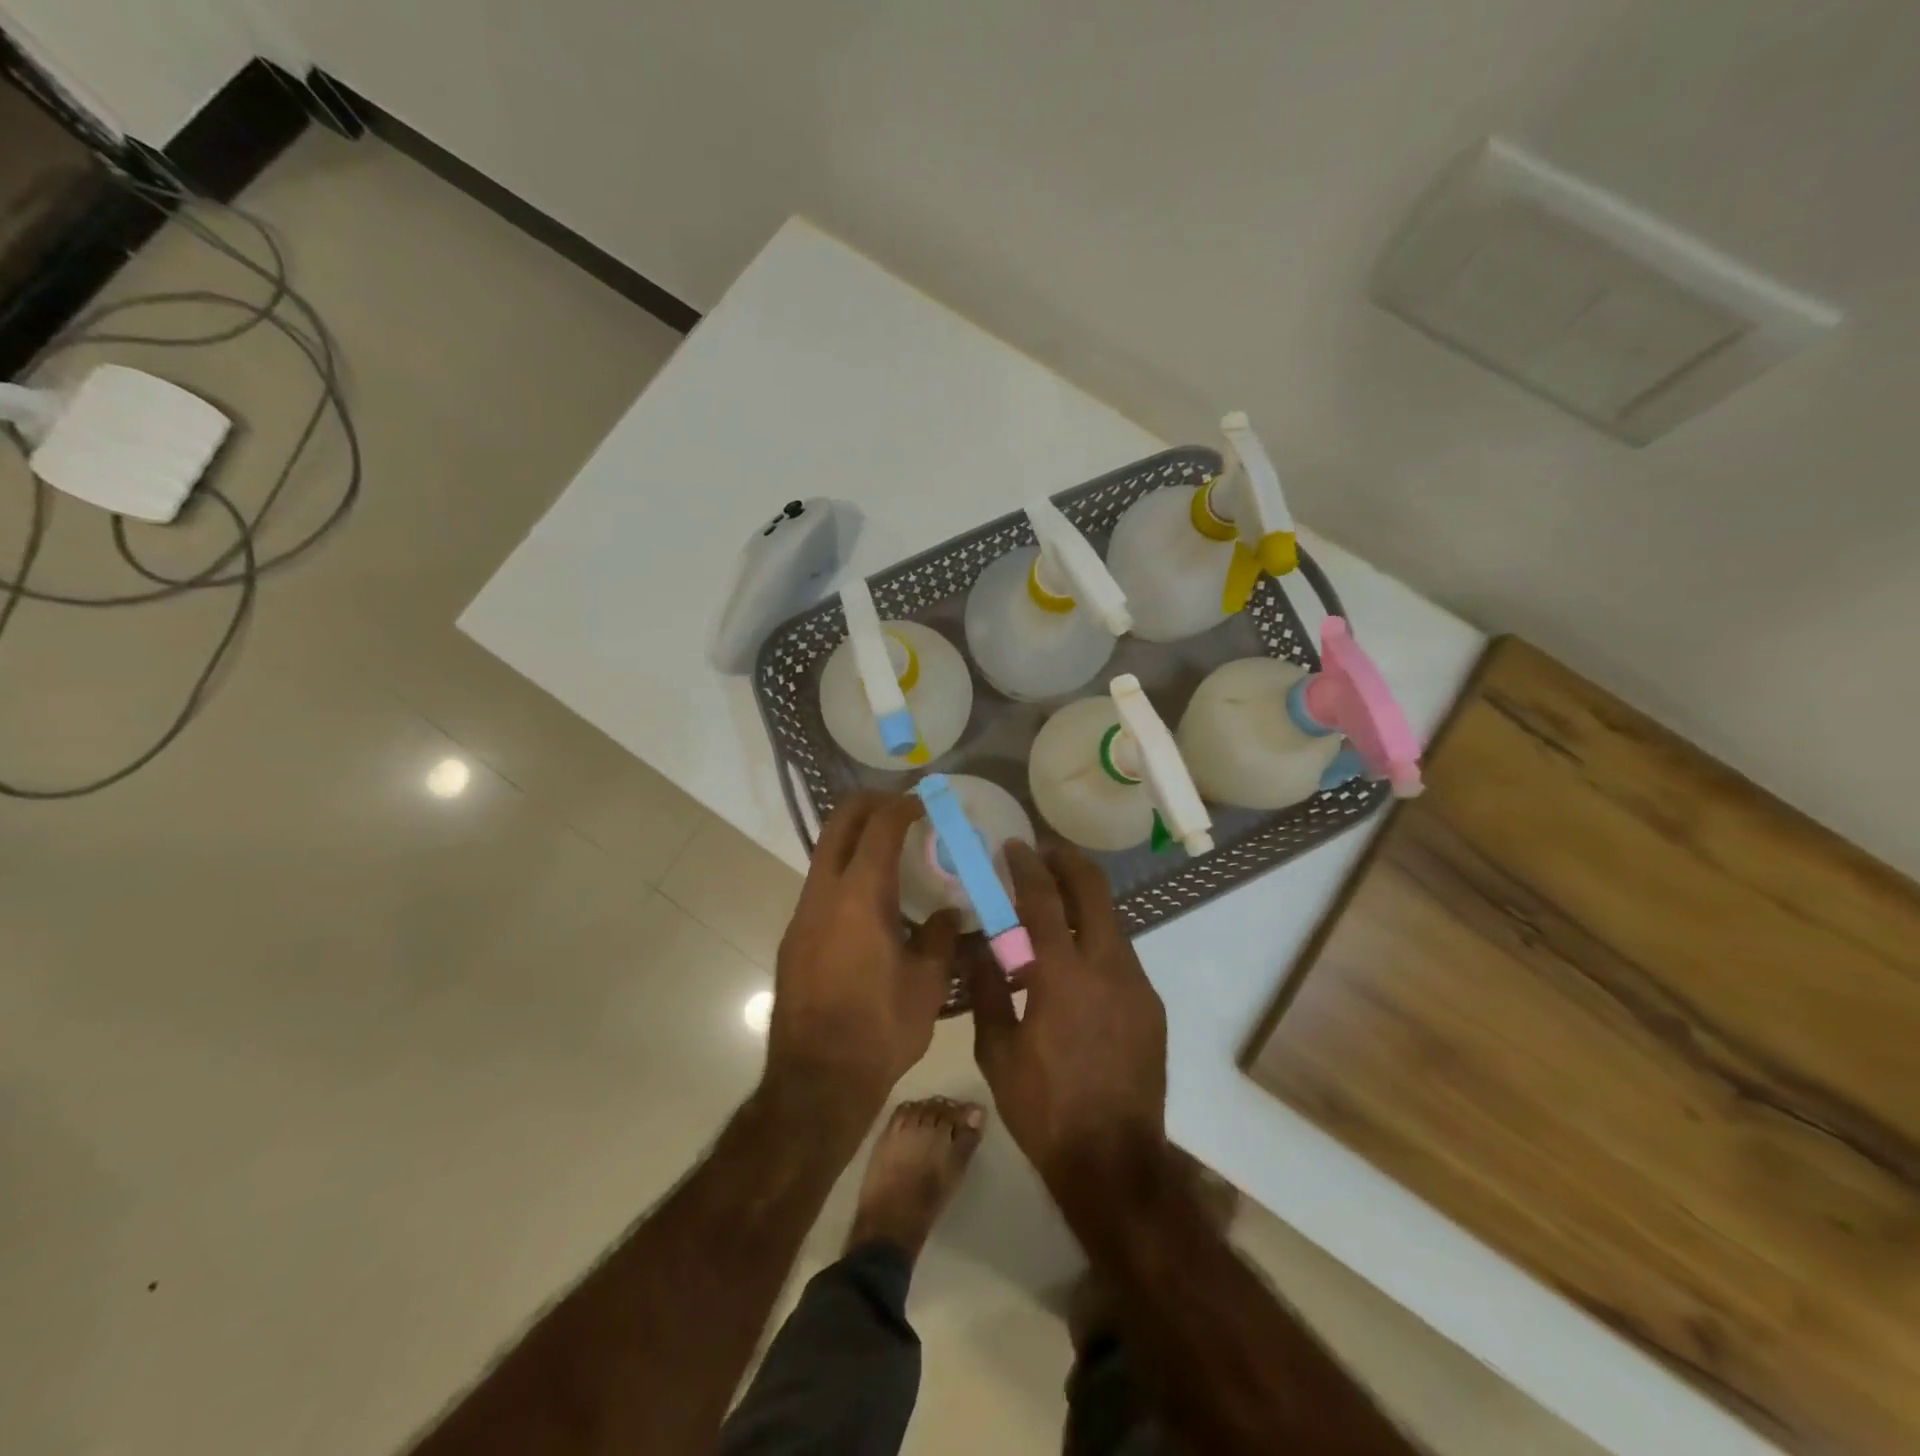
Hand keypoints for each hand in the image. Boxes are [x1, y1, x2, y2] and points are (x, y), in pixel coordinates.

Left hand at [767, 792, 959, 1118]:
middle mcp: (823, 895)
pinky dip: (845, 873)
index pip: (879, 828)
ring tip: (891, 853)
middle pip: (838, 824)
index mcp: (860, 896)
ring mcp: (802, 916)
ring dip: (854, 840)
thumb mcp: (928, 984)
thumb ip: (941, 938)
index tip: (924, 802)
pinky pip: (820, 887)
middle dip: (869, 805)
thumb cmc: (880, 1029)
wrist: (816, 1081)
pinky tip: (872, 904)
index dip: (902, 807)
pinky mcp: (794, 939)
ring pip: (824, 855)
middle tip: (900, 807)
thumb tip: (948, 915)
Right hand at [966, 841, 1168, 1187]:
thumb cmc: (1045, 1108)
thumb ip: (987, 991)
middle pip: (1094, 890)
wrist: (1114, 1162)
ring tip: (1054, 909)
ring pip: (1111, 920)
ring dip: (1083, 902)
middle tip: (1043, 855)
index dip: (1027, 865)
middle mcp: (1107, 966)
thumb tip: (980, 950)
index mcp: (1063, 974)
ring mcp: (1136, 984)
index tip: (1013, 846)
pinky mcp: (1151, 1006)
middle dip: (1068, 862)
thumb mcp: (997, 1052)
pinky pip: (1120, 955)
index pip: (1044, 899)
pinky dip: (1096, 941)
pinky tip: (1075, 965)